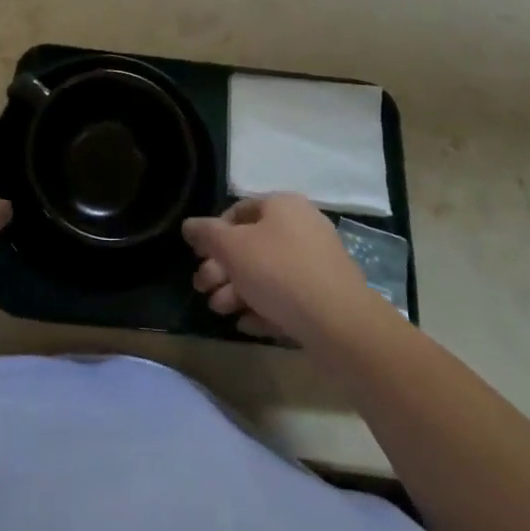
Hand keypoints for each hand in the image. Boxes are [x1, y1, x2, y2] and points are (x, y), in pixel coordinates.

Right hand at [184, 194, 382, 349]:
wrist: (340, 324)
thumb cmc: (280, 272)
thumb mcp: (232, 248)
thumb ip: (207, 234)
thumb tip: (189, 225)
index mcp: (283, 206)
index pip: (239, 210)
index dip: (214, 232)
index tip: (199, 257)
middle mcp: (302, 227)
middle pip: (251, 245)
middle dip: (222, 269)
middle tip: (202, 289)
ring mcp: (316, 263)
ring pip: (267, 273)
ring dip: (238, 291)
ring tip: (220, 311)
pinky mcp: (325, 297)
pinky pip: (287, 297)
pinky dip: (264, 307)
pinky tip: (246, 325)